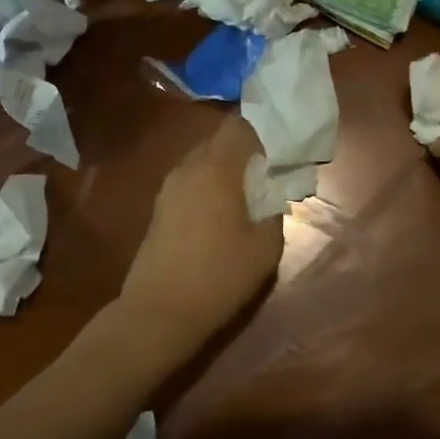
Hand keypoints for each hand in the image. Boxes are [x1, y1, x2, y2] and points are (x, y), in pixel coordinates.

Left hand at [119, 116, 282, 352]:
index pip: (239, 126)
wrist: (159, 312)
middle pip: (219, 140)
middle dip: (244, 149)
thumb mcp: (265, 247)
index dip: (262, 131)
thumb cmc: (219, 275)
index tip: (280, 149)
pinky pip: (190, 181)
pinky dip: (208, 186)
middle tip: (267, 171)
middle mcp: (189, 168)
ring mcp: (169, 187)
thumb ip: (275, 211)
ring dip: (225, 169)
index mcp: (216, 168)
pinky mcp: (159, 208)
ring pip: (202, 161)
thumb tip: (271, 196)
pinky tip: (222, 213)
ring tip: (247, 193)